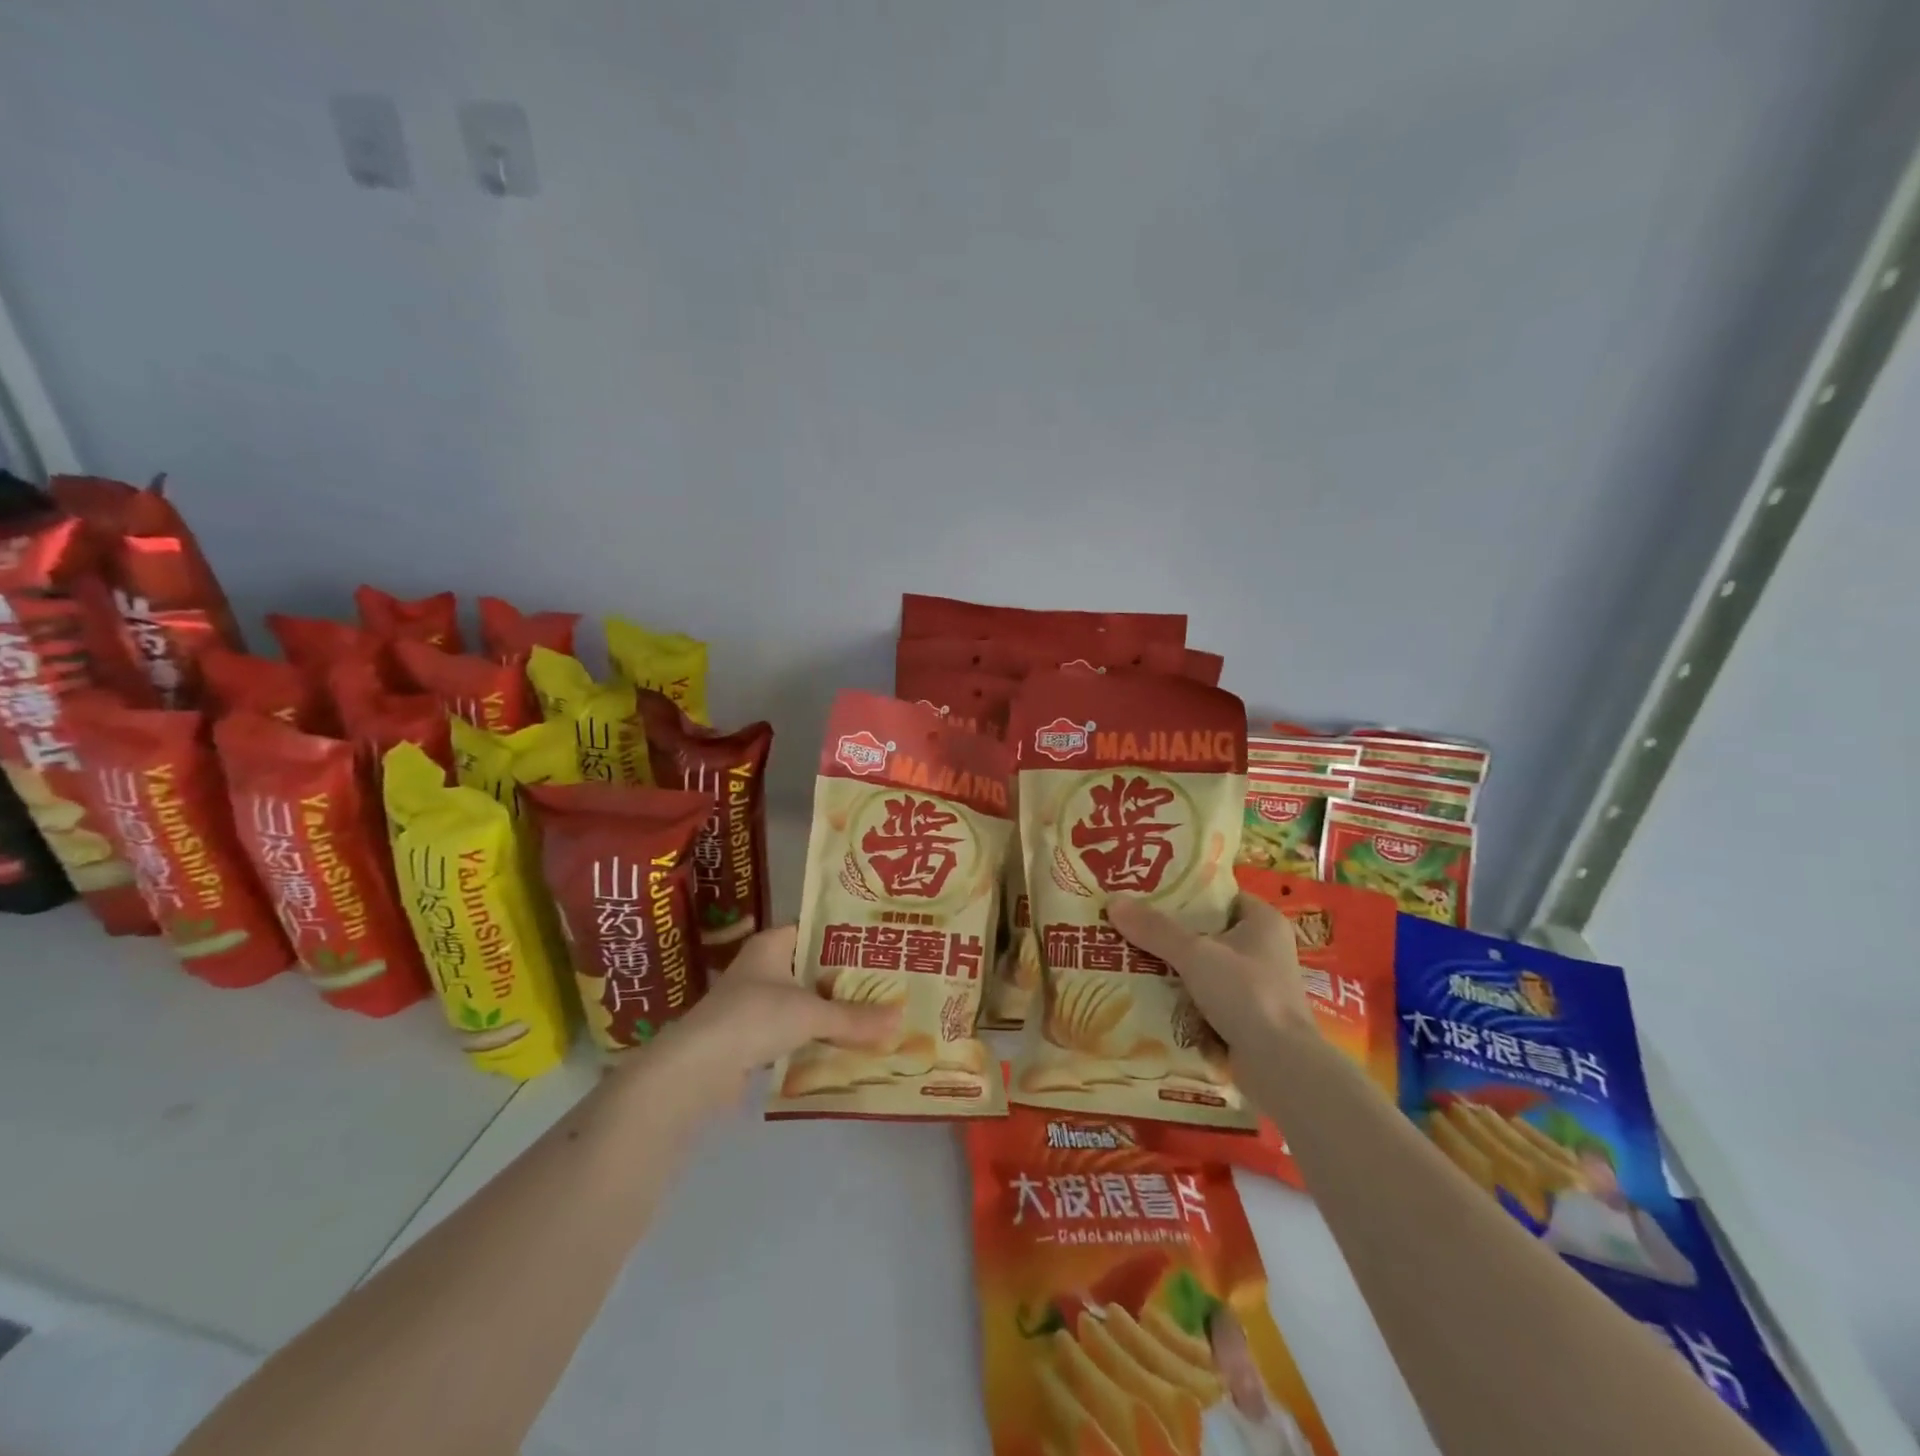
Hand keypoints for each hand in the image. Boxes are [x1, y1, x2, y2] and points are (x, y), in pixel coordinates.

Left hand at [644, 925, 902, 1107]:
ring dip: (829, 1010)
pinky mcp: (750, 1037)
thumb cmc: (754, 1018)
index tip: (878, 942)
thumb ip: (854, 1017)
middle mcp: (761, 968)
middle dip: (844, 977)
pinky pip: (791, 1030)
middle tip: (886, 980)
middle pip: (811, 966)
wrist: (697, 1069)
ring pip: (802, 1000)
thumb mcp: (811, 1014)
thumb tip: (900, 1018)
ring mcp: (753, 1003)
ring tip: (872, 1013)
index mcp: (772, 945)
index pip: (813, 927)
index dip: (844, 934)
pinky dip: (813, 1037)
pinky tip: (842, 1045)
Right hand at [1107, 892, 1314, 1060]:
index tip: (1147, 894)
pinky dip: (1182, 996)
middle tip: (1130, 925)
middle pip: (1207, 932)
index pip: (1219, 896)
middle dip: (1170, 932)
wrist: (1280, 1066)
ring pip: (1205, 966)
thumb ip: (1155, 929)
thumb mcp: (1195, 954)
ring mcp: (1258, 986)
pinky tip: (1149, 994)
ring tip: (1130, 957)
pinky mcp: (1248, 1017)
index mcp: (1263, 922)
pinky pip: (1207, 997)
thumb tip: (1113, 901)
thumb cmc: (1246, 994)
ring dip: (1173, 966)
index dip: (1184, 893)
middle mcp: (1265, 949)